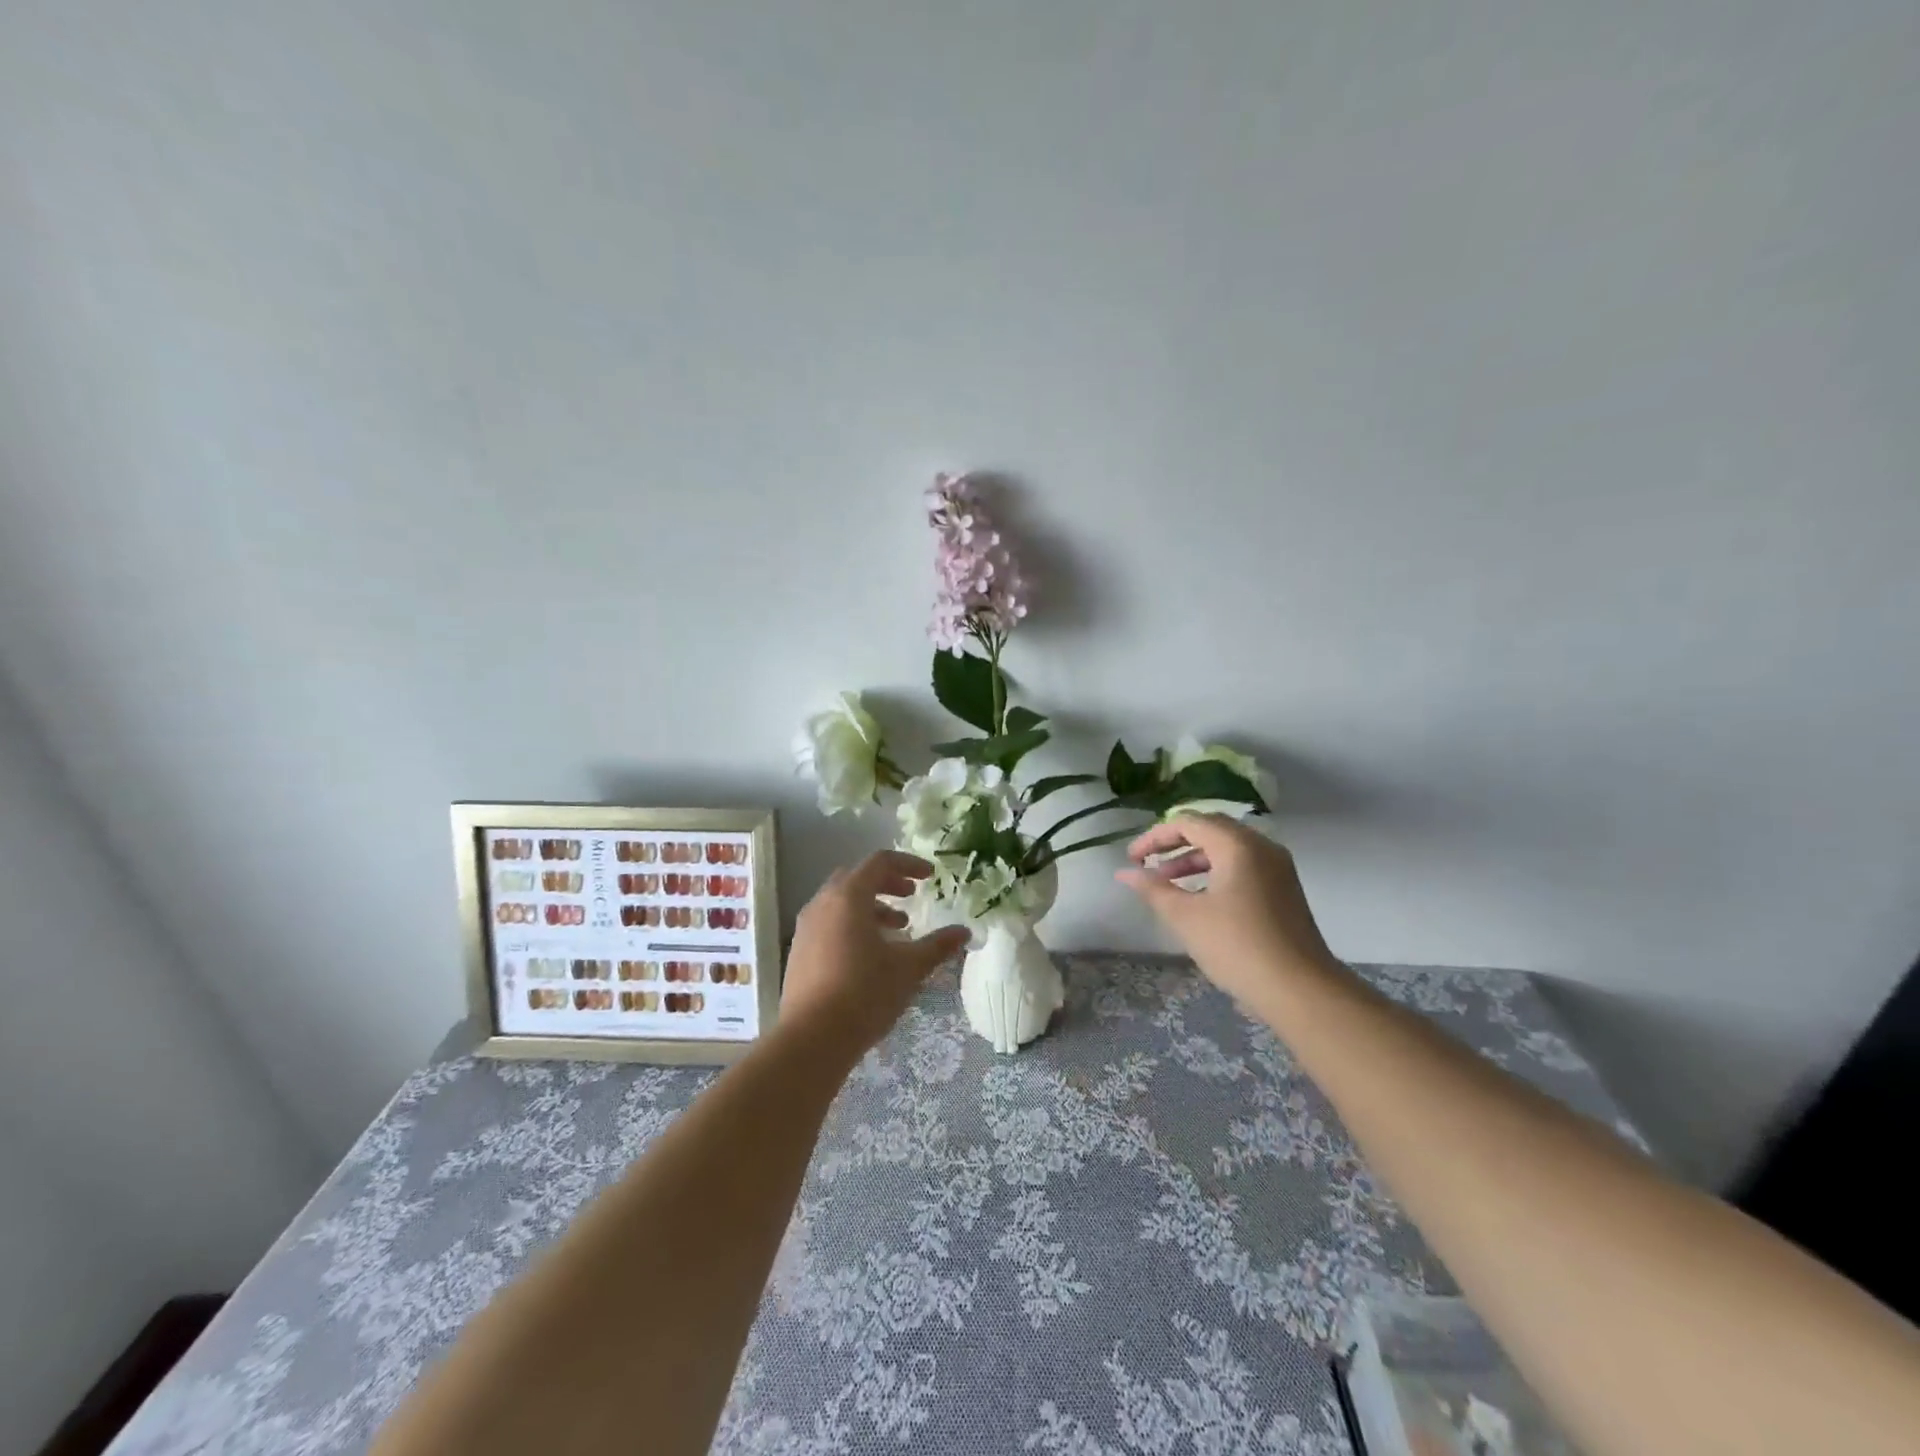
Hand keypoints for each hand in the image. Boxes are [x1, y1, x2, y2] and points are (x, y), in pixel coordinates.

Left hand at [781, 851, 970, 1059]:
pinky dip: (852, 924)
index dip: (908, 864)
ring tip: (896, 929)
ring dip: (870, 906)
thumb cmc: (865, 994)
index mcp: (848, 897)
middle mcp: (822, 904)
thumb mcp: (909, 968)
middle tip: (910, 896)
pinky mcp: (798, 952)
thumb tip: (964, 931)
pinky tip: (870, 954)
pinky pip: (829, 923)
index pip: (879, 862)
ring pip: (840, 902)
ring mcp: (805, 928)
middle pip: (856, 878)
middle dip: (886, 883)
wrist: (812, 1040)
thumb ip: (937, 945)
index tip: (930, 877)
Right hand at [1116, 813, 1338, 1011]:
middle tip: (1147, 864)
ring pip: (1227, 849)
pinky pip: (1243, 866)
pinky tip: (1198, 898)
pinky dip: (1215, 872)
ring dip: (1193, 859)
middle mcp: (1261, 846)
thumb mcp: (1186, 917)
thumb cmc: (1237, 946)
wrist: (1300, 990)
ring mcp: (1277, 868)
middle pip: (1210, 829)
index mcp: (1237, 844)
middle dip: (1174, 844)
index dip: (1155, 837)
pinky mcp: (1283, 889)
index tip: (1132, 859)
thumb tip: (1125, 873)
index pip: (1188, 822)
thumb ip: (1153, 889)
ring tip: (1166, 884)